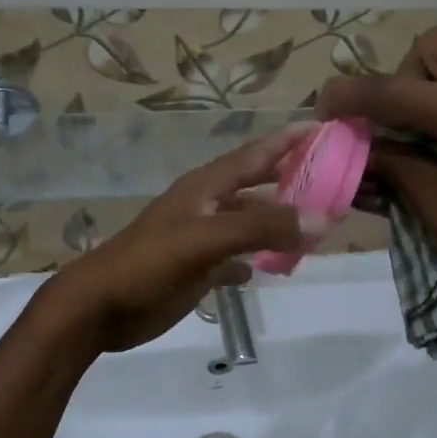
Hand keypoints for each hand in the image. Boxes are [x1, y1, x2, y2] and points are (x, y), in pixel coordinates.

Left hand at [41, 126, 319, 354]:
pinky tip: (276, 267)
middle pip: (258, 185)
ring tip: (319, 229)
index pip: (257, 153)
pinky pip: (238, 256)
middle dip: (294, 181)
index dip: (291, 139)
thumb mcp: (205, 239)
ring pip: (251, 222)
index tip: (329, 129)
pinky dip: (258, 258)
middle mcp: (208, 205)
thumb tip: (321, 218)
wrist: (99, 308)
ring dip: (280, 223)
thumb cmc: (149, 264)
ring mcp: (202, 237)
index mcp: (207, 186)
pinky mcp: (198, 268)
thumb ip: (261, 228)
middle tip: (338, 182)